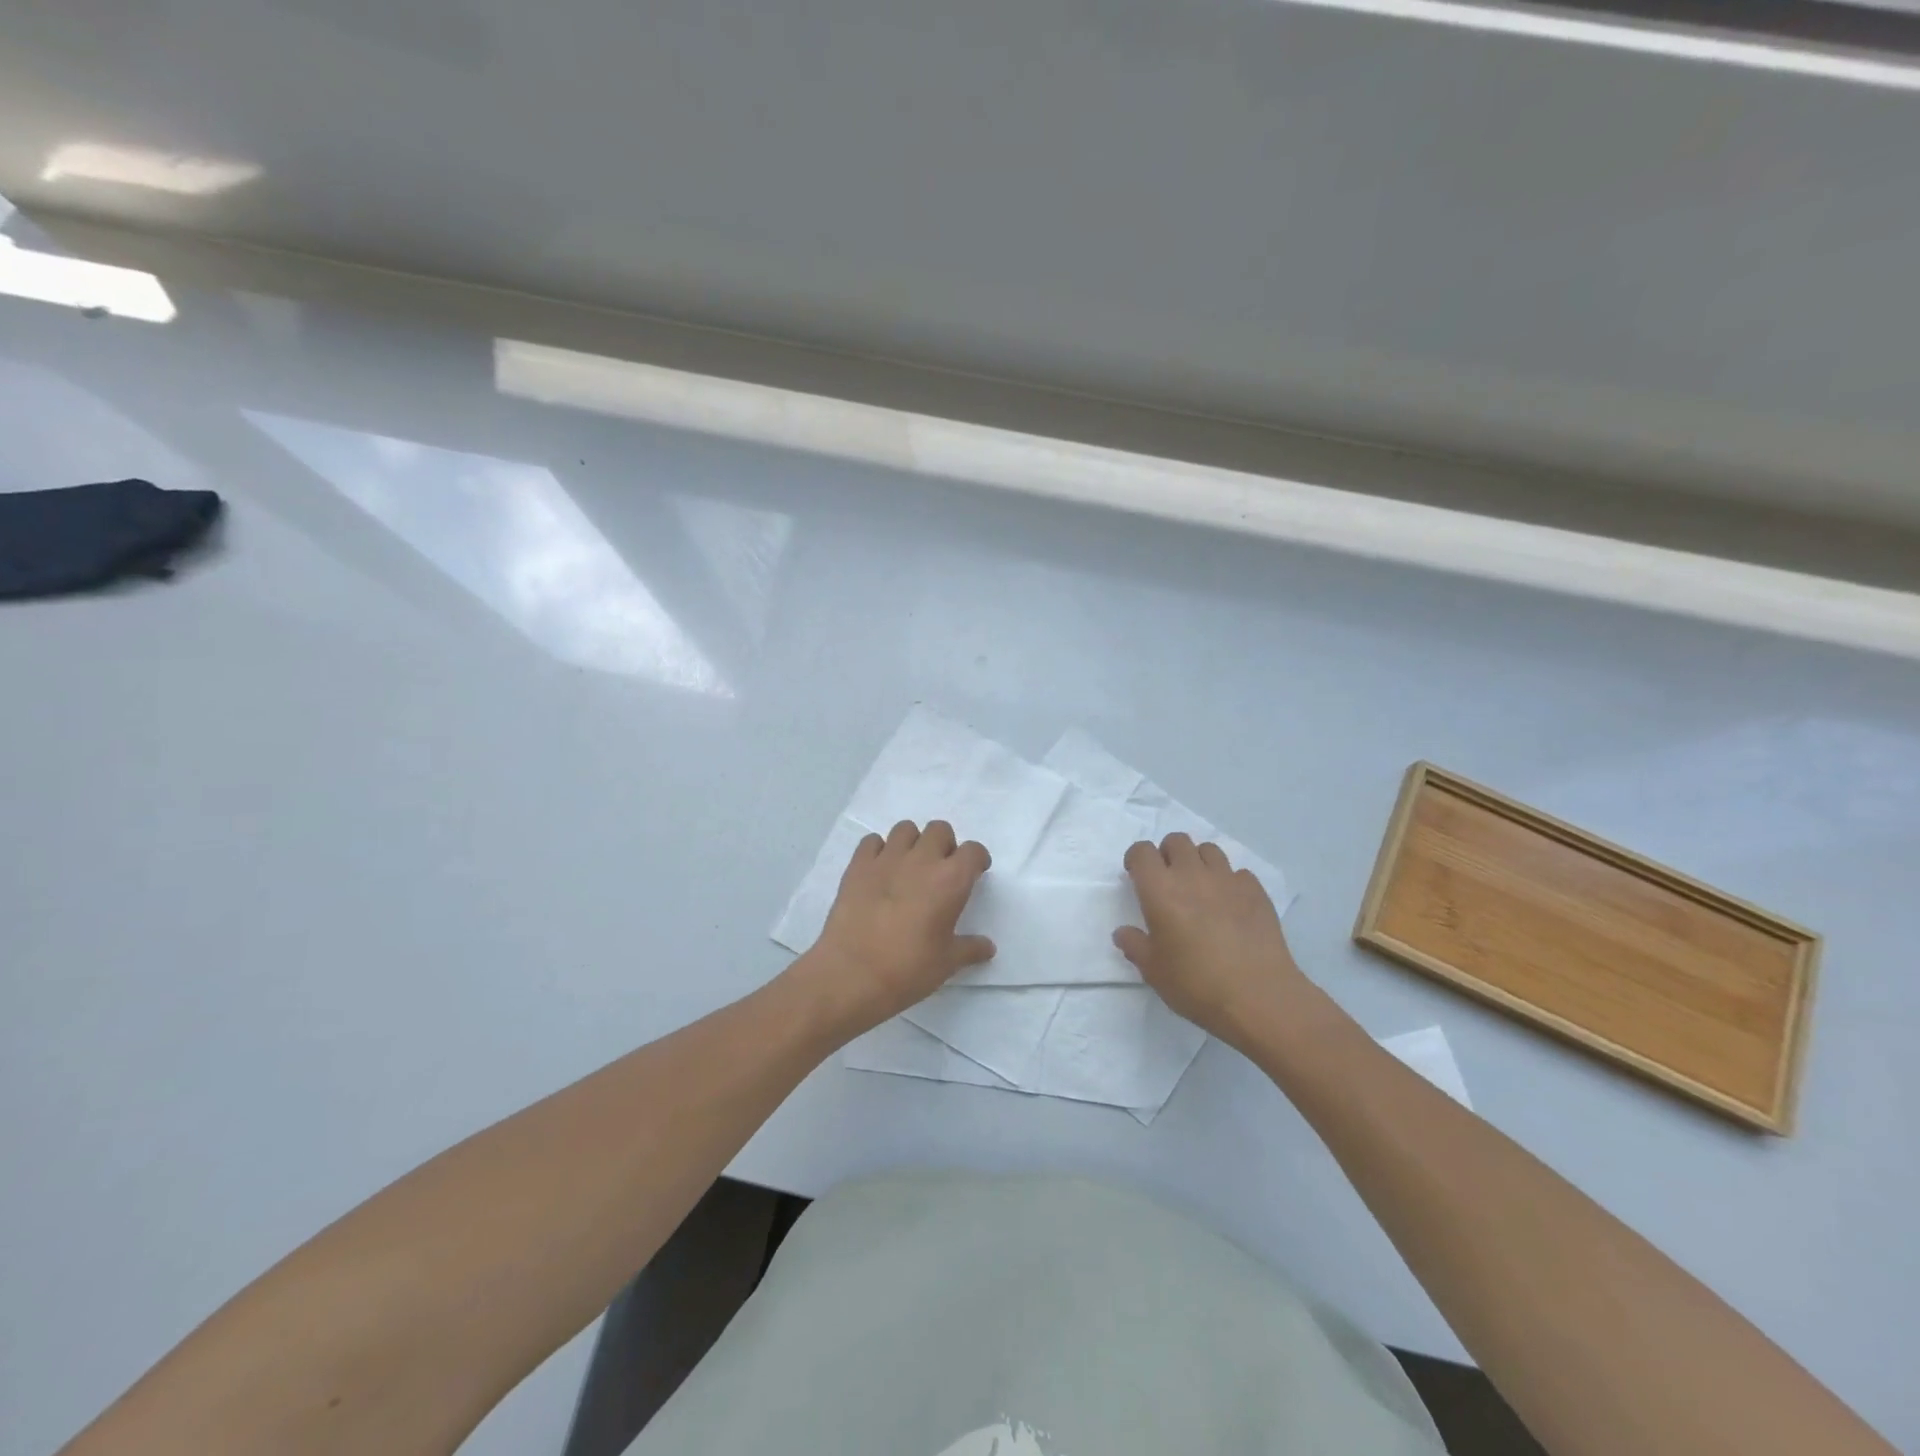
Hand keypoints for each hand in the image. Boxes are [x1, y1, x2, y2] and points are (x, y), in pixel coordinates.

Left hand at [790, 819, 995, 1040]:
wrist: (852, 974)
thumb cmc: (908, 969)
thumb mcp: (947, 963)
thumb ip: (970, 949)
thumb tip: (987, 947)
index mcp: (950, 880)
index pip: (973, 851)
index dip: (976, 859)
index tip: (974, 873)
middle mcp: (921, 860)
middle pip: (939, 830)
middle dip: (944, 845)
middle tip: (940, 871)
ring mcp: (887, 859)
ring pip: (905, 829)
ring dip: (912, 843)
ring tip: (909, 867)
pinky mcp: (858, 865)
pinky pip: (872, 842)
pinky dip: (879, 850)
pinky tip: (879, 872)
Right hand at [1114, 833, 1311, 1050]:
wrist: (1259, 997)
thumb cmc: (1196, 983)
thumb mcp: (1153, 971)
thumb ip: (1134, 946)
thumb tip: (1123, 933)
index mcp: (1160, 890)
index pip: (1142, 851)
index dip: (1136, 859)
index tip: (1137, 878)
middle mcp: (1192, 875)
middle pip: (1176, 841)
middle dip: (1167, 854)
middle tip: (1168, 881)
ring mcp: (1228, 880)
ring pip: (1208, 849)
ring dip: (1198, 862)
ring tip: (1200, 889)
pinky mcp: (1256, 891)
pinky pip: (1238, 872)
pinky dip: (1229, 881)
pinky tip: (1230, 905)